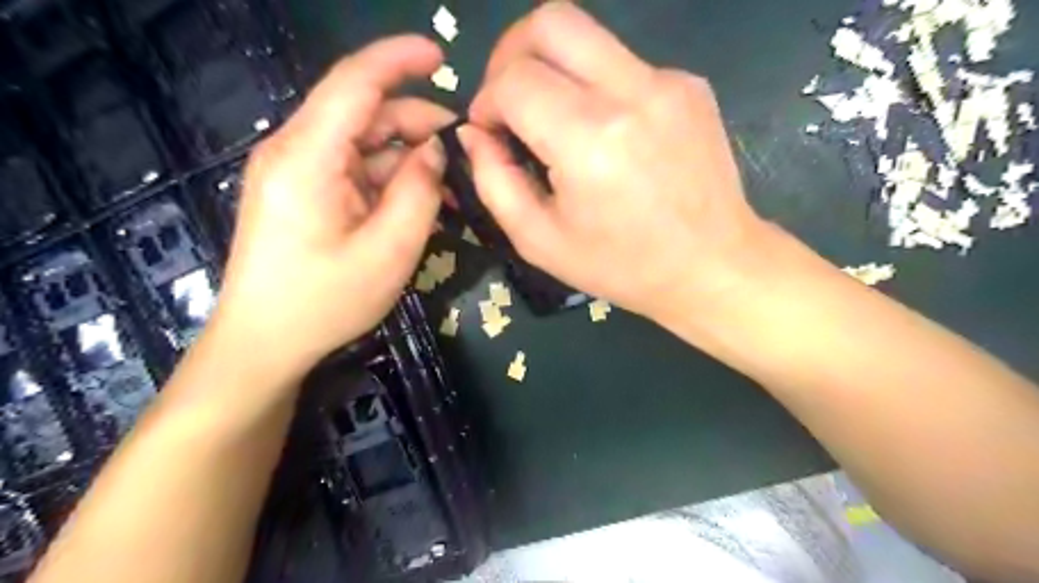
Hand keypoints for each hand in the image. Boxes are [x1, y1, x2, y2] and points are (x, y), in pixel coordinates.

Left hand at [209, 37, 455, 381]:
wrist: (263, 343)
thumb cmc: (324, 302)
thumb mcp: (389, 251)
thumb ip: (419, 192)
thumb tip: (435, 150)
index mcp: (307, 156)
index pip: (355, 82)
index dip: (399, 60)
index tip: (442, 56)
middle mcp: (295, 151)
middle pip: (363, 114)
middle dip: (417, 123)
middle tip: (464, 153)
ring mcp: (296, 173)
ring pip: (362, 144)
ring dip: (407, 157)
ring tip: (449, 186)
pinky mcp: (301, 193)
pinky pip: (353, 171)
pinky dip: (388, 178)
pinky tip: (418, 200)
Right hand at [463, 3, 769, 322]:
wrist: (712, 265)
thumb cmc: (622, 266)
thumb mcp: (540, 241)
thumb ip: (493, 182)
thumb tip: (474, 134)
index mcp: (589, 140)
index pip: (514, 80)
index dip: (486, 100)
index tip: (488, 132)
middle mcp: (631, 93)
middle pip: (551, 22)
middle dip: (510, 54)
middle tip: (508, 100)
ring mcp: (668, 81)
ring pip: (588, 36)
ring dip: (553, 69)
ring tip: (552, 120)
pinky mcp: (689, 84)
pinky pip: (623, 64)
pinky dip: (595, 88)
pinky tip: (605, 135)